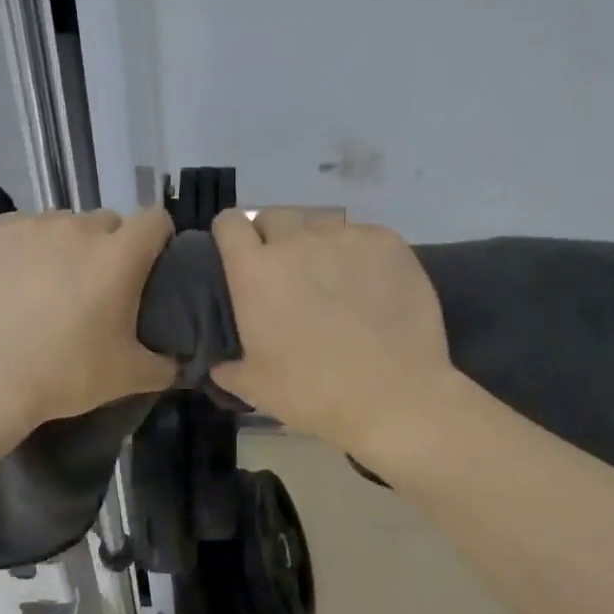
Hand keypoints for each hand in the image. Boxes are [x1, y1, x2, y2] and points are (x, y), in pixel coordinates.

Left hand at [0, 208, 176, 433]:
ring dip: (65, 246)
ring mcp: (30, 225)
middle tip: (96, 287)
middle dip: (109, 247)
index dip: (158, 239)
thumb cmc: (62, 375)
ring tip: (48, 286)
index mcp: (119, 254)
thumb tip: (179, 360)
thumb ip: (165, 364)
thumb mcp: (127, 377)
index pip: (155, 219)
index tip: (149, 265)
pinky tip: (11, 283)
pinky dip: (24, 248)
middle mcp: (78, 227)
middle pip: (108, 222)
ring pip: (62, 225)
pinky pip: (20, 229)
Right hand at [210, 208, 453, 450]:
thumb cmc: (313, 393)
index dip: (231, 235)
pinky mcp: (386, 242)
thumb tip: (219, 365)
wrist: (394, 397)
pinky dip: (360, 254)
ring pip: (322, 225)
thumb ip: (229, 368)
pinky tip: (373, 284)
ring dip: (318, 245)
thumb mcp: (256, 388)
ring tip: (333, 279)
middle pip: (276, 216)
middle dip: (274, 236)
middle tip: (286, 271)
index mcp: (255, 270)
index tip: (237, 254)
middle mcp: (296, 241)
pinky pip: (363, 236)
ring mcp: (344, 238)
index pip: (230, 223)